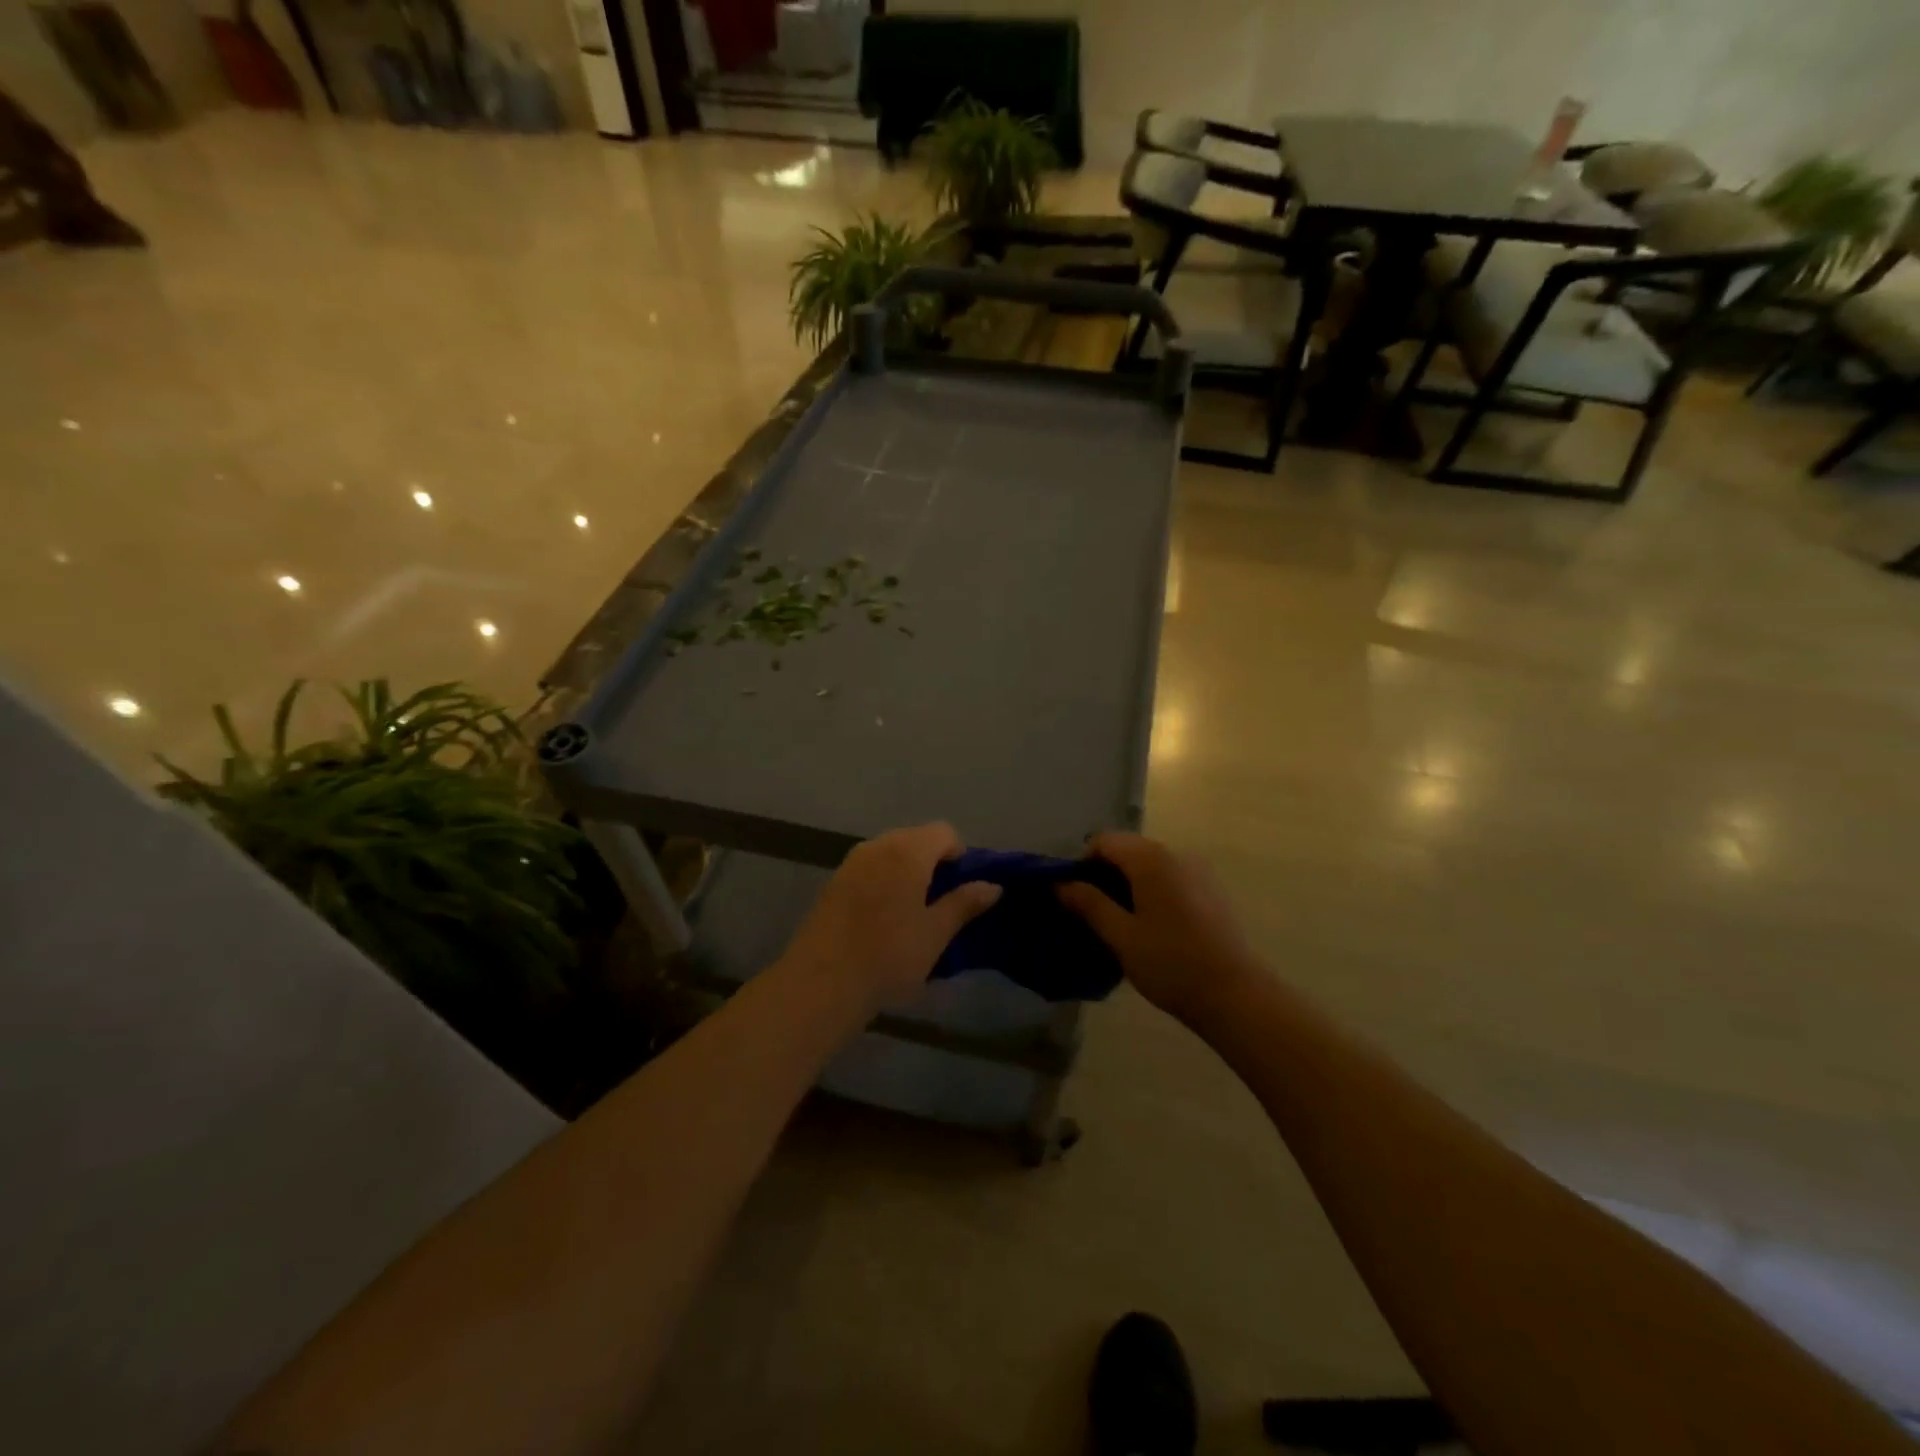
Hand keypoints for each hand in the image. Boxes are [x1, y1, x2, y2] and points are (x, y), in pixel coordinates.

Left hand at [779, 823, 1000, 1013]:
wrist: (822, 982)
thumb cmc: (890, 955)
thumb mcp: (936, 933)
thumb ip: (964, 904)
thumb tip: (993, 886)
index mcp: (908, 851)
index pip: (944, 832)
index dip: (958, 855)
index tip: (960, 890)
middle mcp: (878, 845)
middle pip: (915, 838)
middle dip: (932, 862)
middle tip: (939, 903)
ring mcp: (851, 862)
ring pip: (890, 853)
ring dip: (906, 872)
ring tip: (911, 913)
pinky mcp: (833, 882)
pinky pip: (868, 868)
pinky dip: (882, 882)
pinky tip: (881, 918)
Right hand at [1057, 832, 1262, 1025]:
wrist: (1236, 995)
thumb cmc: (1171, 964)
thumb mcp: (1121, 936)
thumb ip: (1090, 904)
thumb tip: (1061, 884)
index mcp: (1150, 859)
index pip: (1104, 841)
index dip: (1082, 863)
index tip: (1073, 895)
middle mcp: (1175, 854)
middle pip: (1128, 849)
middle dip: (1104, 872)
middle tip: (1090, 910)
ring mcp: (1198, 871)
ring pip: (1150, 864)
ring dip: (1128, 882)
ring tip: (1118, 921)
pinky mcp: (1211, 890)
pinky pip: (1170, 877)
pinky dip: (1151, 890)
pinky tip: (1150, 925)